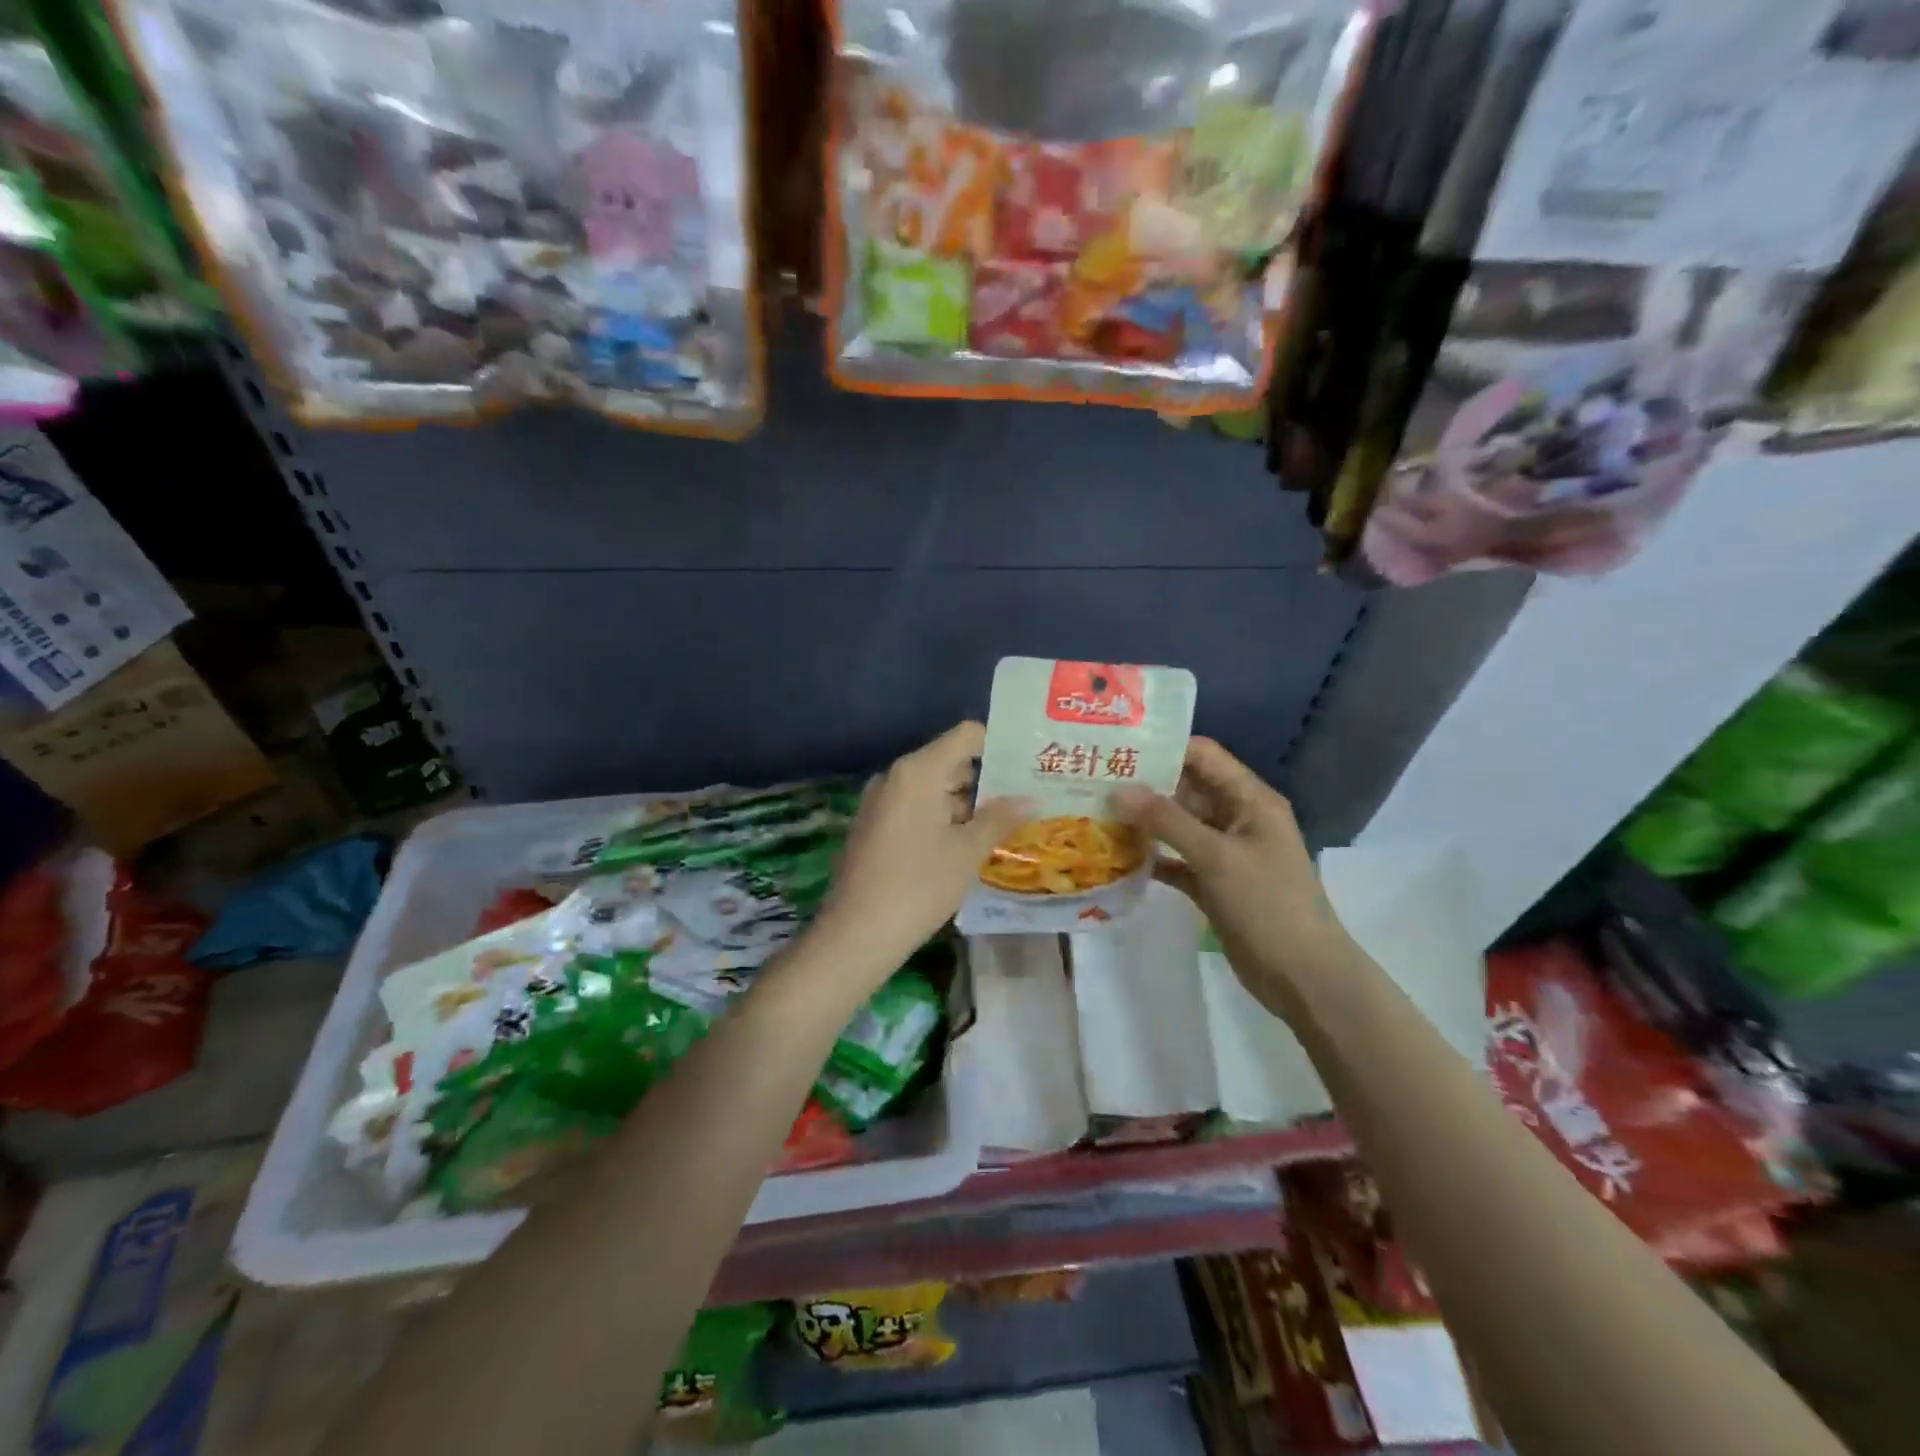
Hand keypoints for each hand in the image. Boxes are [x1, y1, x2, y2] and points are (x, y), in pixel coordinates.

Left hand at [812, 722, 1026, 977]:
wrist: (856, 933)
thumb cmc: (918, 885)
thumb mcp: (967, 852)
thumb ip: (999, 819)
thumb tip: (1030, 799)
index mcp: (918, 771)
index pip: (965, 736)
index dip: (998, 745)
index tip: (1027, 765)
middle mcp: (895, 777)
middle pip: (949, 761)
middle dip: (987, 779)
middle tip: (1025, 797)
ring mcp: (881, 802)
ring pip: (933, 788)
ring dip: (966, 803)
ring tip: (1005, 823)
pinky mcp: (874, 826)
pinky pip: (915, 808)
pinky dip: (942, 818)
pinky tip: (967, 843)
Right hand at [1116, 738, 1354, 1010]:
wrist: (1302, 977)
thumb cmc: (1267, 905)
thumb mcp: (1217, 856)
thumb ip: (1167, 821)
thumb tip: (1118, 790)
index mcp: (1250, 799)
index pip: (1203, 756)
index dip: (1163, 748)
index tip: (1117, 749)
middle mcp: (1236, 818)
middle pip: (1186, 789)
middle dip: (1144, 785)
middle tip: (1094, 780)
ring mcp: (1224, 852)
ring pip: (1177, 826)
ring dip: (1143, 822)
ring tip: (1095, 812)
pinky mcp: (1212, 883)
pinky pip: (1175, 860)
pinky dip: (1151, 857)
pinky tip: (1115, 856)